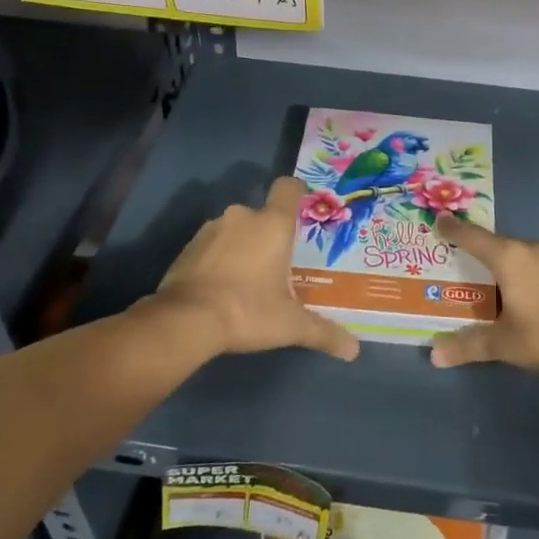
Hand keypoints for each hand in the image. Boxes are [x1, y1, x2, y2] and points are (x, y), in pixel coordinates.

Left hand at [151, 176, 358, 361]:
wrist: (184, 320)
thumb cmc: (248, 310)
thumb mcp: (291, 325)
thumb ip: (324, 333)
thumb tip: (354, 350)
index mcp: (272, 224)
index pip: (287, 188)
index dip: (297, 192)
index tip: (302, 208)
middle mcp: (242, 216)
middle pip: (262, 215)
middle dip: (270, 235)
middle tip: (278, 264)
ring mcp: (211, 229)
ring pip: (235, 229)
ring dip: (242, 246)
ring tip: (248, 279)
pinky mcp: (187, 247)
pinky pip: (212, 245)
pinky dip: (218, 259)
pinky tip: (221, 288)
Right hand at [429, 215, 538, 378]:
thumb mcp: (501, 343)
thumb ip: (467, 344)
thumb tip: (435, 355)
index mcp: (509, 257)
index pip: (473, 237)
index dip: (454, 230)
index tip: (439, 220)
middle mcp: (530, 248)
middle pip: (496, 244)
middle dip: (477, 250)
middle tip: (459, 259)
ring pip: (518, 253)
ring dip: (502, 261)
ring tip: (487, 276)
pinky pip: (535, 263)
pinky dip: (521, 270)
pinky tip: (517, 289)